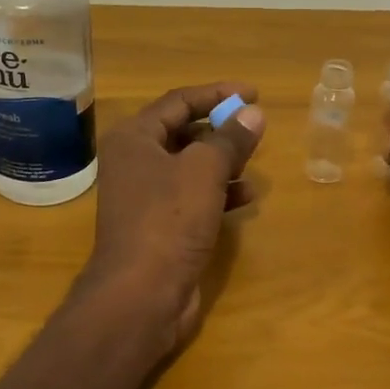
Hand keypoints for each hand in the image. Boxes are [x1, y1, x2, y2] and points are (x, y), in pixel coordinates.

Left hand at [78, 82, 267, 348]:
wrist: (141, 294)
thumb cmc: (169, 220)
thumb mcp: (205, 171)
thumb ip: (230, 139)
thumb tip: (253, 113)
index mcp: (134, 139)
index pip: (179, 101)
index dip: (217, 94)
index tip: (254, 94)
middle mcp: (135, 162)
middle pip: (183, 132)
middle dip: (221, 130)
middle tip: (254, 130)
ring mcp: (146, 196)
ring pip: (191, 167)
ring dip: (223, 163)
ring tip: (253, 165)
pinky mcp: (160, 226)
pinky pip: (193, 197)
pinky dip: (218, 193)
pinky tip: (246, 198)